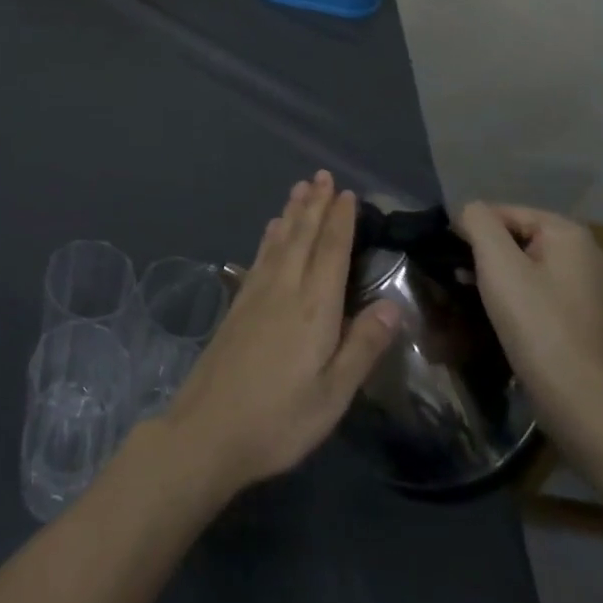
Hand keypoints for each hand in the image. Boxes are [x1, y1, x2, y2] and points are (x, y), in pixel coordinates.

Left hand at [159, 172, 400, 494]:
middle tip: (322, 175)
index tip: (347, 193)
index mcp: (313, 308)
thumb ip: (362, 347)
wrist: (209, 428)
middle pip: (302, 236)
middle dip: (315, 204)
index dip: (340, 221)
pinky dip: (270, 236)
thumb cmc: (280, 419)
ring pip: (279, 240)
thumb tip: (393, 305)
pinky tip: (271, 231)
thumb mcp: (333, 395)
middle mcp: (284, 288)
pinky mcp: (238, 304)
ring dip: (292, 212)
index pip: (331, 252)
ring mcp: (256, 293)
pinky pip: (260, 255)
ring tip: (300, 188)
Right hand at [455, 202, 602, 424]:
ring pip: (537, 269)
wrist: (584, 404)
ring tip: (480, 301)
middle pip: (523, 239)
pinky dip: (528, 301)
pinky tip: (512, 322)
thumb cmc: (537, 324)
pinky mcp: (599, 324)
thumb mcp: (496, 263)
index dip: (473, 230)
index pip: (506, 212)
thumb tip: (468, 212)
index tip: (451, 257)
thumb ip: (477, 222)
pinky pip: (552, 296)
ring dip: (505, 279)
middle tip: (462, 280)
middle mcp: (594, 256)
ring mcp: (601, 292)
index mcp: (572, 235)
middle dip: (489, 255)